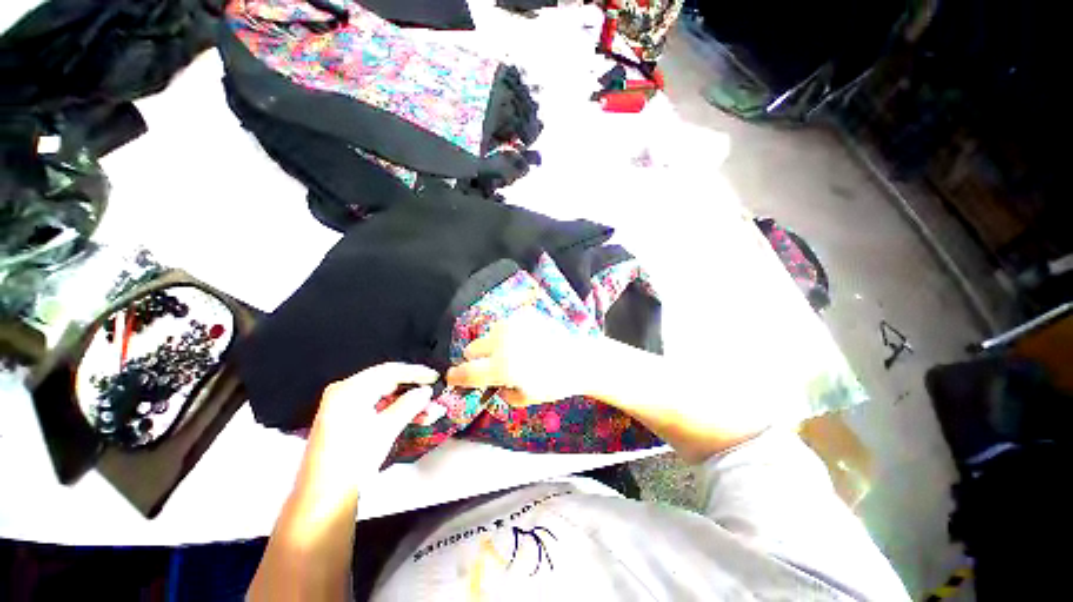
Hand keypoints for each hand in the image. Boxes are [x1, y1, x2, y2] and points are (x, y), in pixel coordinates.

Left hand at [308, 363, 438, 488]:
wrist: (322, 498)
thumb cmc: (353, 460)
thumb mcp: (386, 430)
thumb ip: (409, 405)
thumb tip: (426, 390)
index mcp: (349, 389)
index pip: (389, 371)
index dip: (416, 372)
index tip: (435, 376)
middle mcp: (343, 391)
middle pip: (385, 380)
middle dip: (411, 387)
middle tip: (432, 392)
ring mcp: (342, 405)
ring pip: (382, 394)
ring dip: (405, 401)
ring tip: (427, 409)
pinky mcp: (344, 419)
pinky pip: (375, 405)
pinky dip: (393, 410)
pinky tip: (411, 416)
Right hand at [446, 309, 589, 405]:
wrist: (579, 358)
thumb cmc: (555, 382)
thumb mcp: (526, 397)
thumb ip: (502, 392)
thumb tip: (491, 385)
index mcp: (502, 367)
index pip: (468, 372)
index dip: (457, 376)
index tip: (453, 377)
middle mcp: (503, 341)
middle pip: (471, 348)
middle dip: (477, 358)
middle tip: (490, 365)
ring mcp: (513, 324)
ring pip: (489, 334)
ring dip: (494, 344)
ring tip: (513, 350)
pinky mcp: (524, 314)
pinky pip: (506, 324)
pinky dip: (510, 333)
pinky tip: (526, 339)